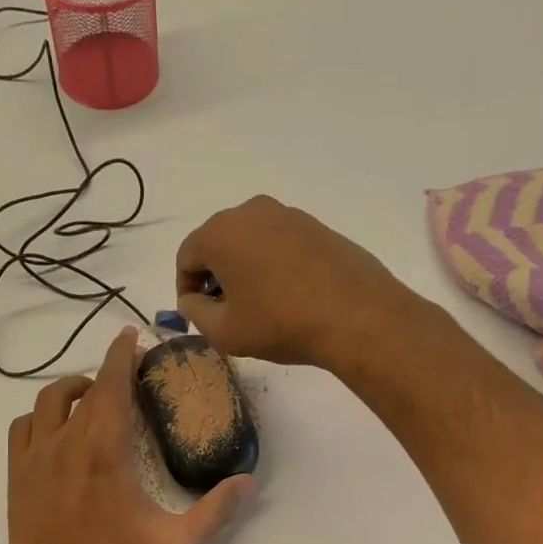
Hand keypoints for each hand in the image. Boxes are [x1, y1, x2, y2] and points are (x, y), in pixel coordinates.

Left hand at [7, 327, 254, 543]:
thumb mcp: (177, 543)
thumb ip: (216, 511)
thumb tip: (248, 481)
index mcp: (105, 449)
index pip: (112, 385)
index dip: (121, 354)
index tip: (130, 335)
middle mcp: (67, 442)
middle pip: (85, 389)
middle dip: (106, 371)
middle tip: (125, 372)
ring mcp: (36, 456)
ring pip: (48, 401)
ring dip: (71, 390)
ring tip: (89, 394)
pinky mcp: (16, 473)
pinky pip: (22, 427)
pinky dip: (38, 417)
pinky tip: (54, 427)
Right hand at [175, 196, 412, 368]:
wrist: (357, 316)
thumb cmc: (280, 323)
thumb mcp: (224, 331)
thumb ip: (195, 312)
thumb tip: (192, 299)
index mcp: (220, 232)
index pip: (186, 257)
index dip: (185, 289)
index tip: (196, 314)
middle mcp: (251, 212)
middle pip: (218, 244)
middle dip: (214, 276)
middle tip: (224, 311)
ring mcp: (288, 215)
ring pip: (250, 242)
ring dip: (244, 269)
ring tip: (258, 305)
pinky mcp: (317, 226)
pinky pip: (280, 243)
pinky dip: (273, 265)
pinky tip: (287, 295)